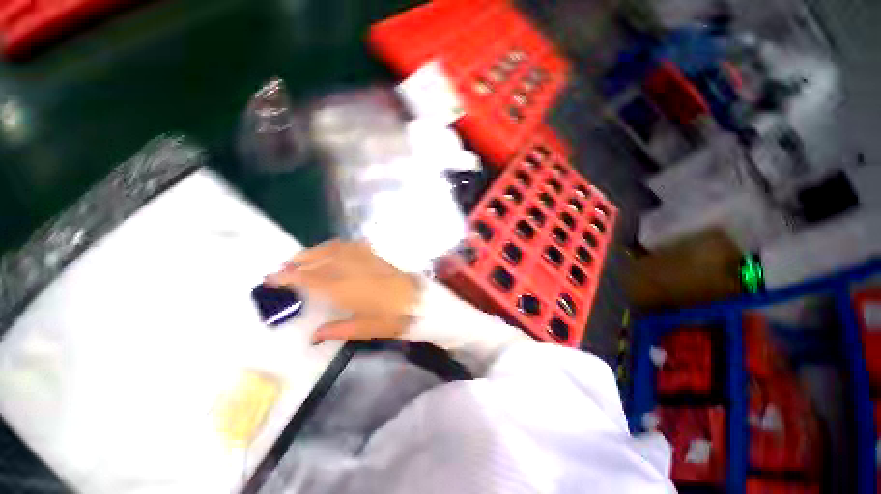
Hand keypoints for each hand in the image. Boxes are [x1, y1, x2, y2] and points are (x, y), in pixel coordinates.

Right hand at [265, 240, 419, 343]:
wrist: (421, 301)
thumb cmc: (395, 318)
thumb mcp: (366, 329)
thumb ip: (337, 330)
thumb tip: (313, 336)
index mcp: (347, 290)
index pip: (311, 280)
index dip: (289, 277)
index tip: (272, 277)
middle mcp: (352, 270)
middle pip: (319, 261)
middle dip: (298, 262)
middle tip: (283, 268)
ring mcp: (366, 259)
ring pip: (333, 249)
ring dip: (314, 252)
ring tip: (301, 258)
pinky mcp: (376, 255)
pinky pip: (351, 246)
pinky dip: (336, 246)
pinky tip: (331, 251)